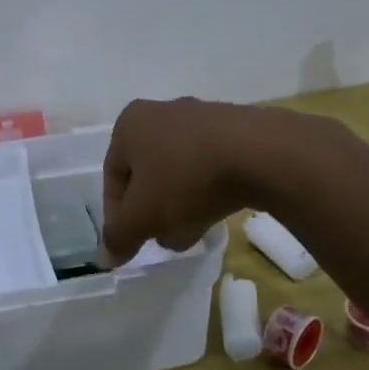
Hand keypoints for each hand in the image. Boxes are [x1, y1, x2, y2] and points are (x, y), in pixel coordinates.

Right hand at [100, 98, 293, 263]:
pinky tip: (220, 211)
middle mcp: (162, 111)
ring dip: (182, 203)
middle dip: (154, 210)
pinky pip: (212, 164)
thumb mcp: (142, 217)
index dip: (119, 215)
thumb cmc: (186, 180)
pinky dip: (210, 188)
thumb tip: (107, 257)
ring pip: (181, 171)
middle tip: (164, 238)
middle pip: (148, 173)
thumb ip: (119, 238)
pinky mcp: (237, 127)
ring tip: (194, 231)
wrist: (262, 155)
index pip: (113, 176)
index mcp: (130, 124)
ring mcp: (203, 116)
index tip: (133, 241)